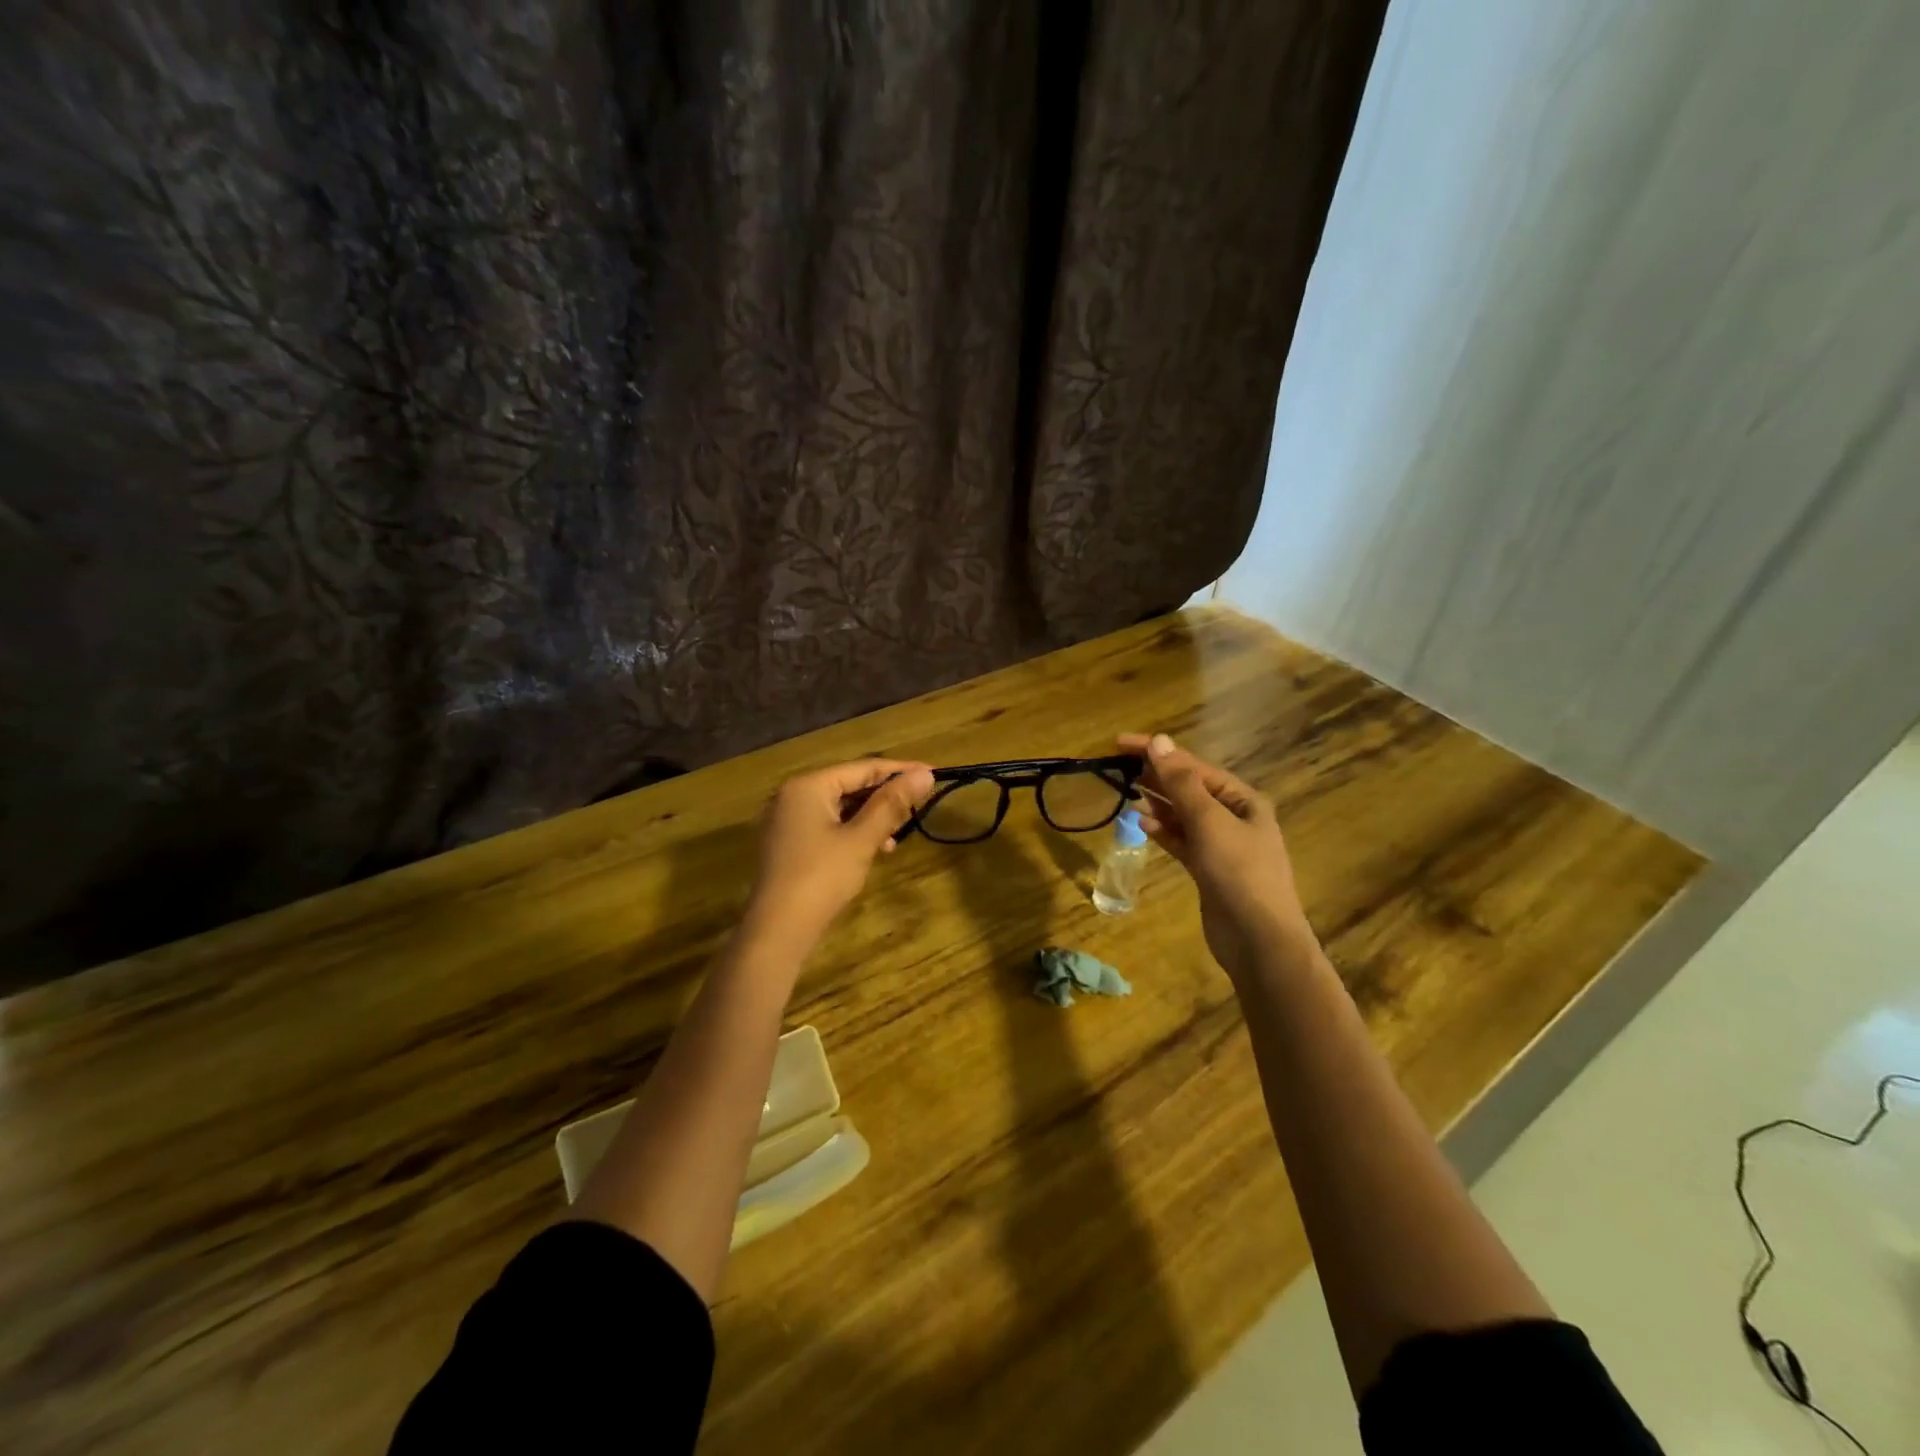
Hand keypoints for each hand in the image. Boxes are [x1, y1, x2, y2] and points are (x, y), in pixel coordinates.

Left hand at [742, 758, 936, 948]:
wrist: (777, 929)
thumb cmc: (821, 877)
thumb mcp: (862, 838)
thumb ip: (892, 803)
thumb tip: (925, 774)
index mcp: (808, 785)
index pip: (863, 767)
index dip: (901, 770)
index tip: (934, 773)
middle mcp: (793, 794)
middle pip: (849, 784)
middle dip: (885, 795)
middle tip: (920, 803)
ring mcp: (787, 819)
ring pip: (840, 806)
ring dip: (871, 816)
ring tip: (898, 832)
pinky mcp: (789, 842)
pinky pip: (827, 824)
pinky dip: (853, 830)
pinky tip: (874, 847)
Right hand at [1118, 732, 1313, 979]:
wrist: (1259, 939)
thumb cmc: (1239, 872)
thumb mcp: (1210, 821)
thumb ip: (1181, 782)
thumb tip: (1160, 741)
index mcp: (1242, 799)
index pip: (1193, 766)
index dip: (1157, 752)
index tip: (1120, 743)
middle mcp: (1233, 817)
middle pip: (1188, 787)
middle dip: (1155, 775)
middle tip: (1116, 765)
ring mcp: (1221, 845)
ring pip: (1182, 814)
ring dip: (1156, 803)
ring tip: (1126, 792)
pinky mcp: (1208, 869)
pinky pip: (1181, 840)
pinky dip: (1163, 831)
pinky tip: (1142, 825)